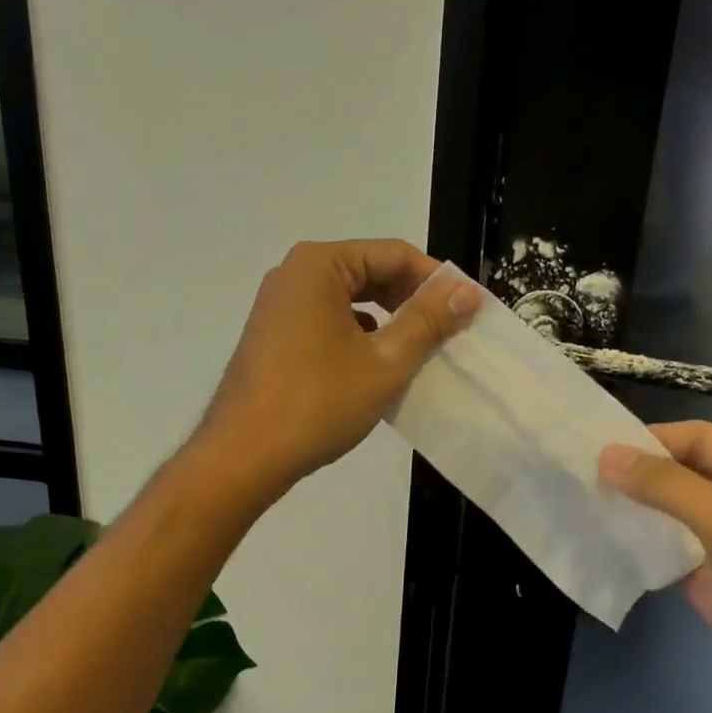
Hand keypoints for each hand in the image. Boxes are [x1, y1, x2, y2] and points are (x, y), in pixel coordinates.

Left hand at [197, 240, 478, 497]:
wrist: (242, 457)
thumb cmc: (317, 404)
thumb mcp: (385, 361)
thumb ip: (428, 320)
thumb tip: (466, 291)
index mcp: (319, 265)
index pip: (394, 255)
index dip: (436, 281)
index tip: (469, 310)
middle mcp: (295, 274)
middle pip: (370, 272)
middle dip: (412, 300)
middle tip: (449, 333)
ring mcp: (280, 305)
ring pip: (351, 299)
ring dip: (388, 321)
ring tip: (420, 352)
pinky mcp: (275, 334)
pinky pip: (329, 321)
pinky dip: (359, 337)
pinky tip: (377, 368)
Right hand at [600, 423, 711, 712]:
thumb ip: (670, 488)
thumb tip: (607, 453)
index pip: (702, 440)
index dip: (650, 440)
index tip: (593, 449)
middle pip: (687, 475)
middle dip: (639, 476)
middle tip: (578, 476)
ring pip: (677, 517)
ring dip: (637, 512)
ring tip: (581, 504)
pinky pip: (674, 558)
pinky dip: (644, 550)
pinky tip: (604, 544)